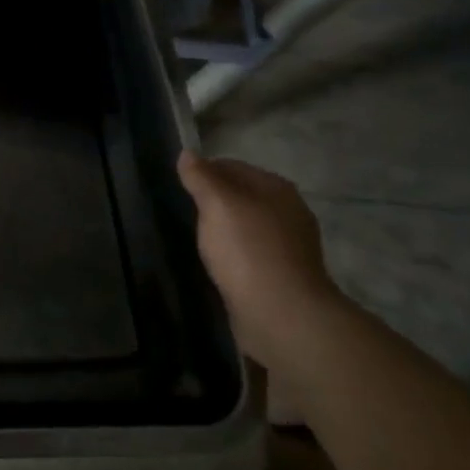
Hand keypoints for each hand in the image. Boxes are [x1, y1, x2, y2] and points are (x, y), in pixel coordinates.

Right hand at [177, 150, 342, 370]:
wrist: (282, 315)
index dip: (204, 172)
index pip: (233, 166)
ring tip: (198, 238)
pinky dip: (234, 254)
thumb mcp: (217, 203)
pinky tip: (218, 263)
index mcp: (277, 188)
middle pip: (242, 196)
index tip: (179, 186)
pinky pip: (251, 253)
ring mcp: (289, 246)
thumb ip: (201, 177)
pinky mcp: (283, 276)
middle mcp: (288, 212)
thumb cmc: (248, 250)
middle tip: (186, 212)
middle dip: (214, 201)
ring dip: (224, 229)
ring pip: (246, 226)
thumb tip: (187, 153)